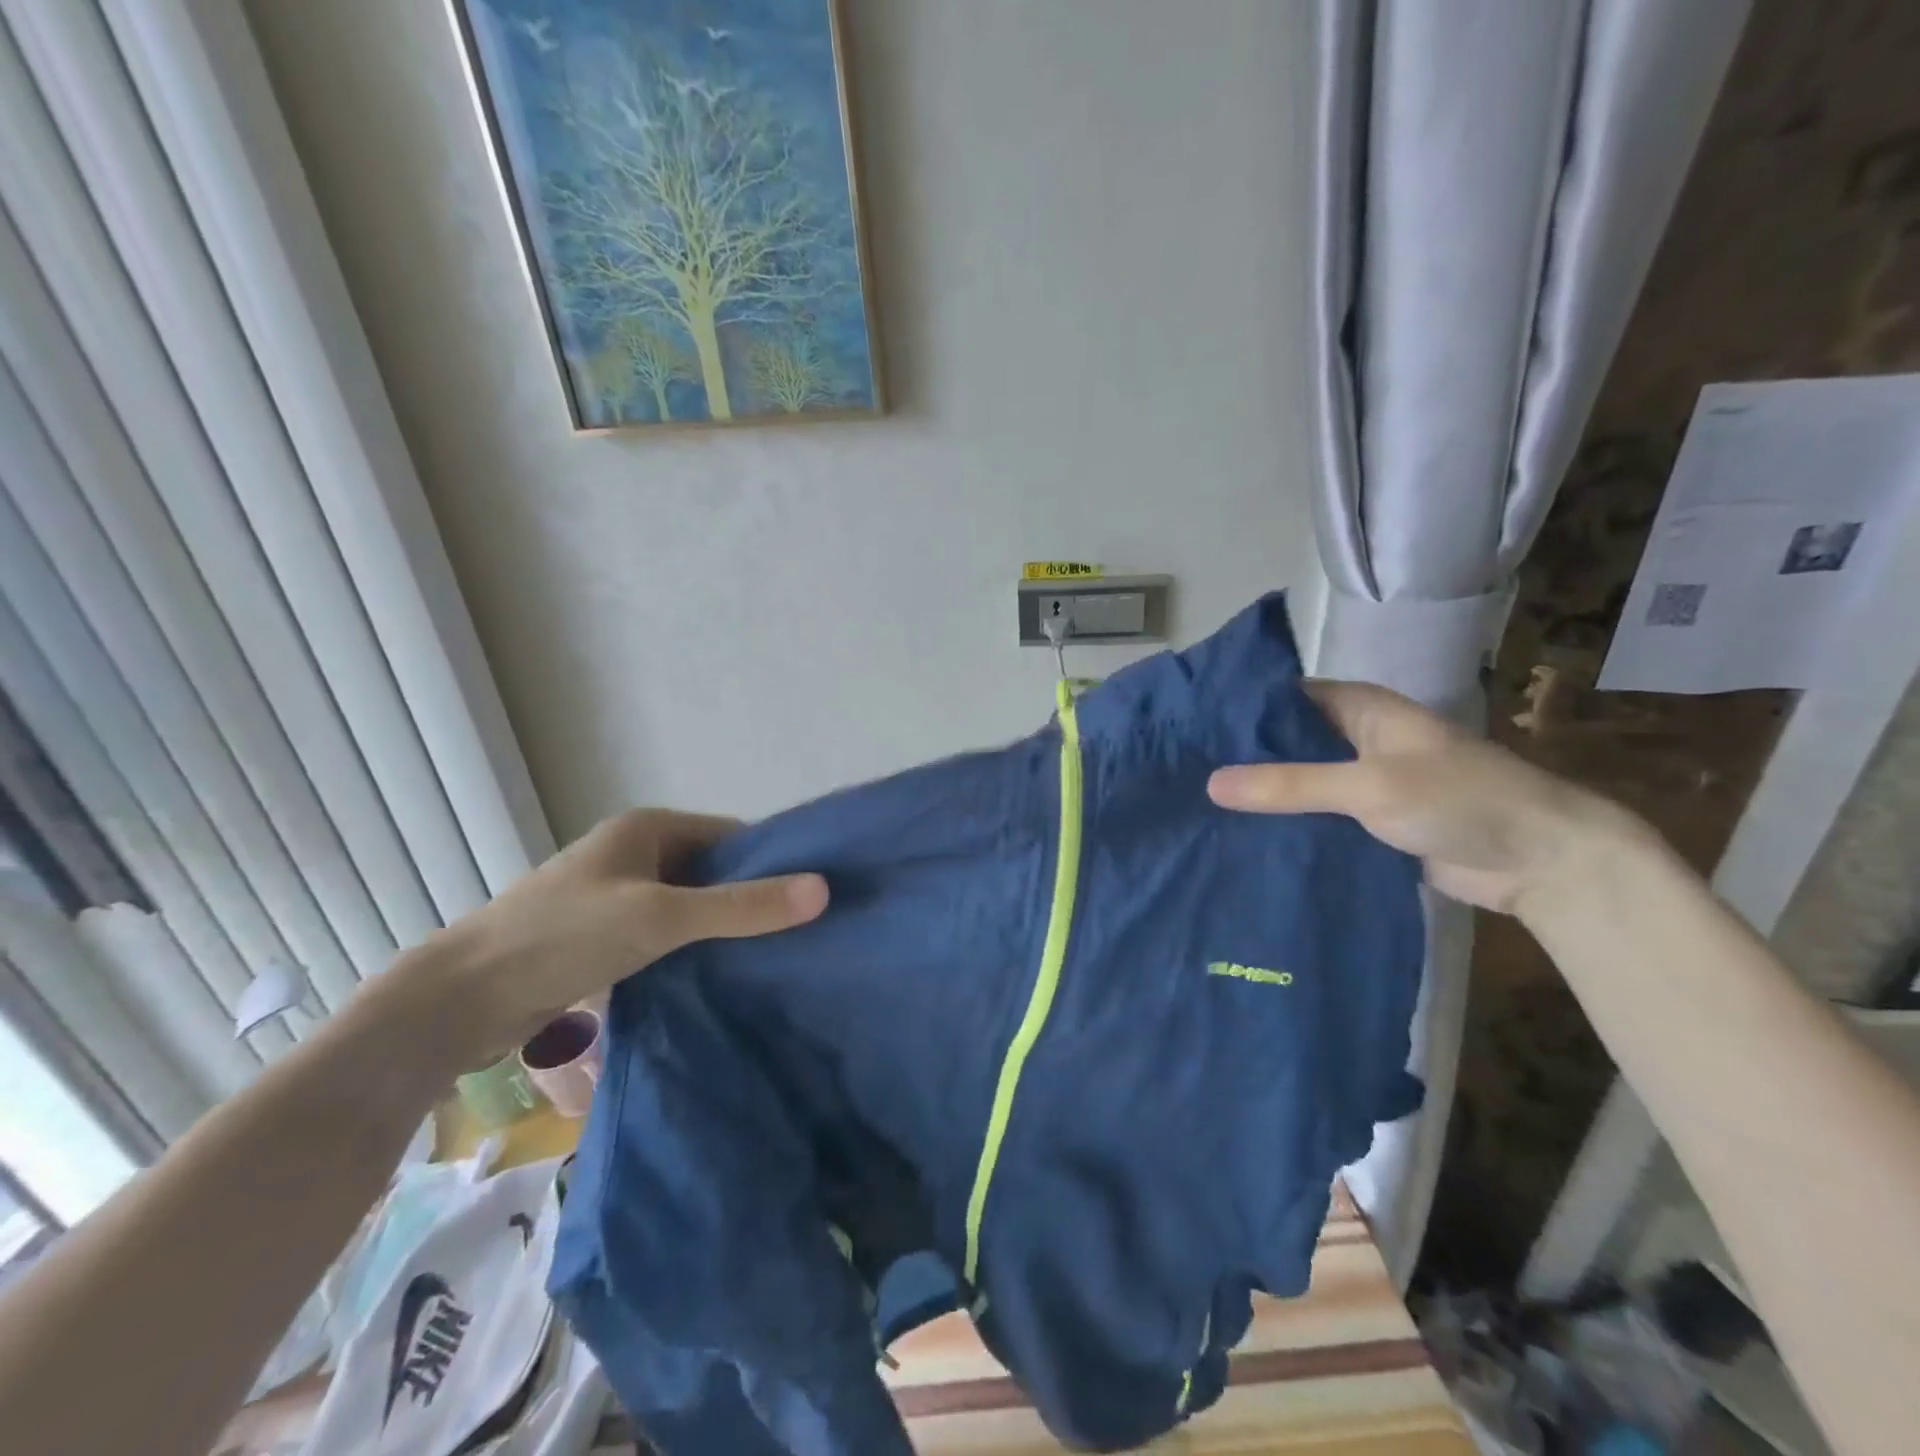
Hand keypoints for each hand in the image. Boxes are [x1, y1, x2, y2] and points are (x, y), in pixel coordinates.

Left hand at [391, 810, 826, 1066]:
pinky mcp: (606, 936)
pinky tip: (723, 976)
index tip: (814, 895)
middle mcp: (636, 853)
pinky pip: (668, 934)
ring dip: (723, 928)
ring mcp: (619, 896)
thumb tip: (823, 890)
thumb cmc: (563, 937)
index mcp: (648, 828)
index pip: (732, 836)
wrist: (460, 1000)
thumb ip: (742, 906)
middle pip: (714, 871)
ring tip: (774, 957)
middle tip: (801, 932)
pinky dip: (695, 949)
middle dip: (751, 898)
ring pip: (691, 906)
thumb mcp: (661, 917)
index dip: (773, 862)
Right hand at [1207, 680, 1633, 914]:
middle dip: (1241, 758)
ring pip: (1298, 784)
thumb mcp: (1369, 785)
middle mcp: (1356, 740)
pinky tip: (1240, 839)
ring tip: (1196, 807)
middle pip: (1286, 742)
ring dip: (1261, 797)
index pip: (1284, 697)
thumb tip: (1210, 784)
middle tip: (1181, 772)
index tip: (1187, 727)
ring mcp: (1362, 783)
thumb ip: (1290, 785)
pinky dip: (1285, 827)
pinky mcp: (1367, 824)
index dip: (1239, 709)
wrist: (1543, 862)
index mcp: (1360, 709)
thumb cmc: (1460, 799)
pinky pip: (1315, 819)